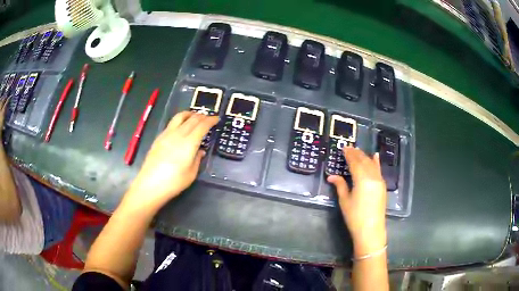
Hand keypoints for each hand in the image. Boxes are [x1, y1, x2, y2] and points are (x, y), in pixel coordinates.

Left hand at [121, 111, 218, 213]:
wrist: (150, 184)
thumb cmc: (174, 182)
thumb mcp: (191, 173)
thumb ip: (197, 159)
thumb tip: (200, 150)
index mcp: (189, 143)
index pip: (202, 126)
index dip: (211, 120)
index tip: (216, 119)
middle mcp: (178, 134)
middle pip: (192, 119)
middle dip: (202, 116)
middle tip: (208, 118)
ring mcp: (167, 134)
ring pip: (180, 117)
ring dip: (190, 114)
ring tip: (194, 116)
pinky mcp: (159, 138)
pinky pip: (172, 123)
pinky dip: (180, 120)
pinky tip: (181, 127)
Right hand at [327, 146, 386, 256]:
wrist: (371, 230)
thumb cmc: (355, 217)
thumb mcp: (345, 201)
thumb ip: (340, 185)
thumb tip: (331, 176)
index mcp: (362, 179)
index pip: (355, 162)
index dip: (349, 154)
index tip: (344, 148)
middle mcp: (372, 176)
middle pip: (364, 161)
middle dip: (356, 153)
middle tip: (349, 148)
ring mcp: (379, 181)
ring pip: (372, 164)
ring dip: (364, 156)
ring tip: (358, 150)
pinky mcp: (382, 186)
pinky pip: (379, 170)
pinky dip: (376, 162)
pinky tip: (375, 156)